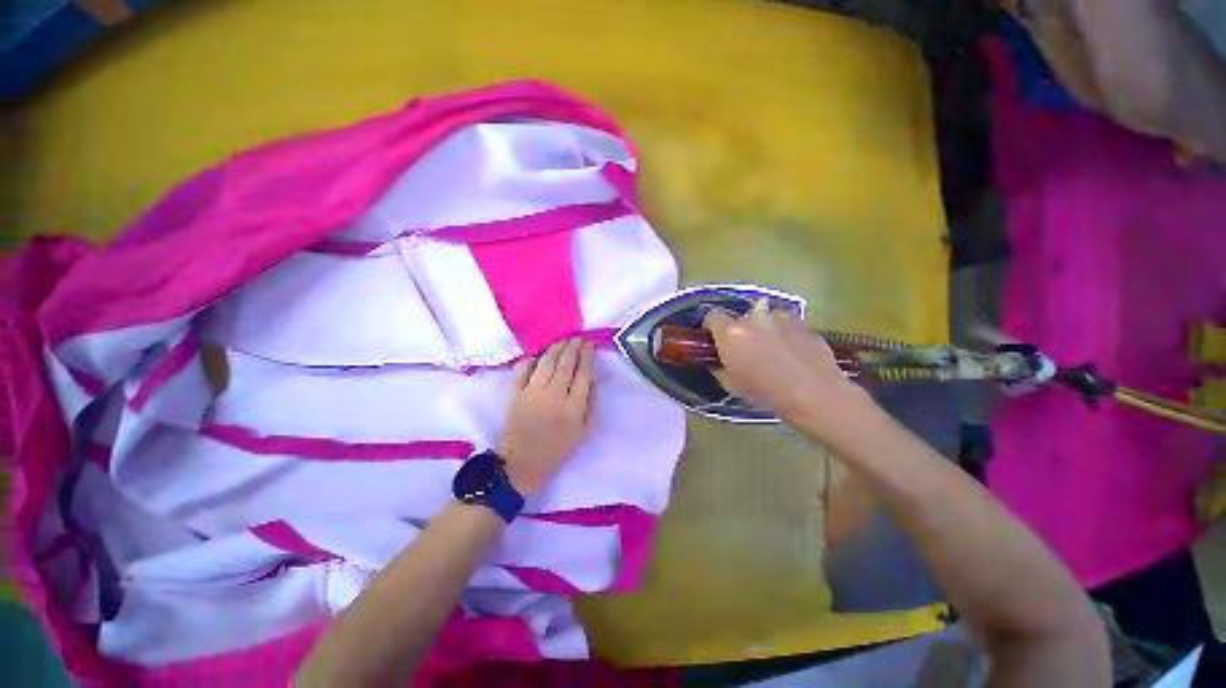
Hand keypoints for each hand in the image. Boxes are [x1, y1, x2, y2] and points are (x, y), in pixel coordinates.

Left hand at [498, 338, 595, 495]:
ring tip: (563, 341)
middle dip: (573, 347)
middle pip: (566, 363)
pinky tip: (539, 354)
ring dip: (556, 347)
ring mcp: (533, 392)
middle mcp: (554, 395)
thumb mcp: (584, 432)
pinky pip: (523, 369)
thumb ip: (591, 404)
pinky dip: (531, 358)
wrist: (521, 464)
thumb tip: (592, 379)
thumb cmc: (557, 450)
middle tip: (578, 338)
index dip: (588, 356)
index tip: (590, 345)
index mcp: (573, 407)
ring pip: (546, 362)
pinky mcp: (516, 393)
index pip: (583, 374)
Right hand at [702, 304, 866, 424]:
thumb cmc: (765, 393)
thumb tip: (718, 362)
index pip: (712, 315)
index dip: (712, 325)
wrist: (813, 395)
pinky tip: (793, 352)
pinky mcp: (804, 323)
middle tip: (747, 350)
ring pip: (766, 317)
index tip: (715, 337)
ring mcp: (782, 318)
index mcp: (731, 332)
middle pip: (741, 317)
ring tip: (773, 349)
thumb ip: (719, 368)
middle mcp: (754, 318)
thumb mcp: (731, 385)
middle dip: (741, 330)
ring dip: (765, 329)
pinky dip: (786, 333)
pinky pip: (788, 323)